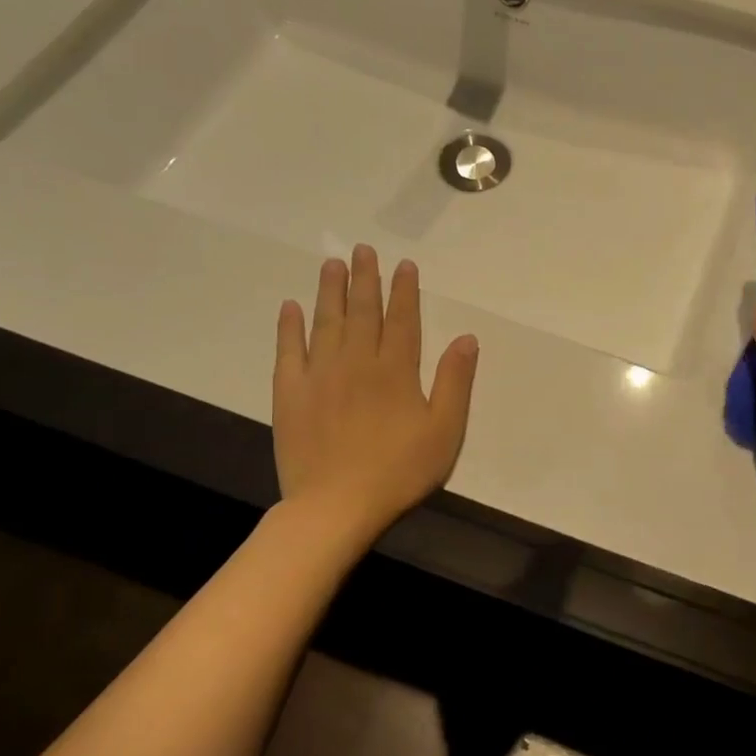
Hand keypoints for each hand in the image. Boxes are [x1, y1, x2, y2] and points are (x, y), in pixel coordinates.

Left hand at [273, 245, 478, 543]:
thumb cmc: (400, 471)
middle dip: (365, 278)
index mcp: (396, 370)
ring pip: (326, 322)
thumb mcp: (444, 431)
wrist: (337, 505)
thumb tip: (466, 338)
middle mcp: (357, 362)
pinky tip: (290, 307)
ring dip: (330, 291)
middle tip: (363, 249)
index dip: (405, 290)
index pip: (402, 319)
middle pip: (362, 311)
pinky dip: (289, 327)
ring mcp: (320, 375)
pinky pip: (288, 351)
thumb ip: (455, 382)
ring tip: (332, 264)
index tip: (404, 265)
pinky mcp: (291, 394)